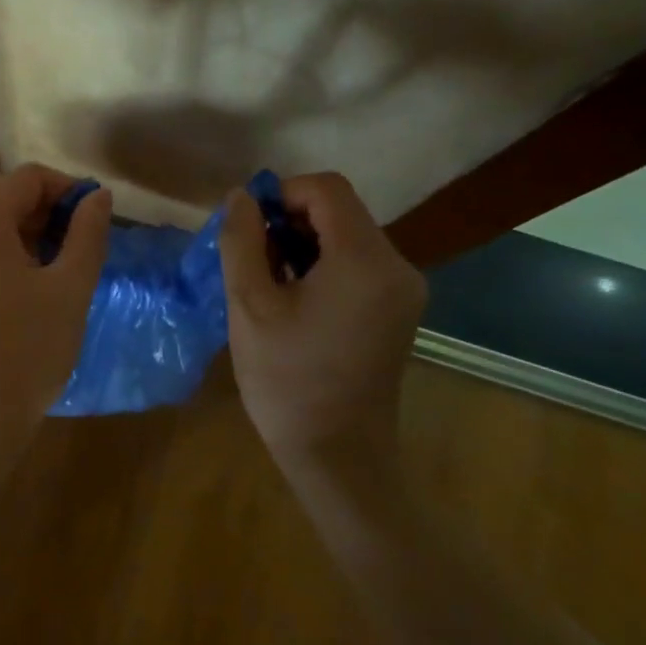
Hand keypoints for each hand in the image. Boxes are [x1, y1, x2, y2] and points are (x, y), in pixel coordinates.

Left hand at [0, 164, 111, 430]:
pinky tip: (29, 297)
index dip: (67, 189)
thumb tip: (97, 197)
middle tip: (82, 248)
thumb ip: (87, 234)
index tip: (95, 217)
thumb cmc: (25, 349)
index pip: (26, 178)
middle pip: (2, 201)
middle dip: (47, 215)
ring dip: (28, 240)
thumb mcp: (69, 288)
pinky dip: (4, 262)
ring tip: (61, 274)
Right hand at [219, 172, 425, 481]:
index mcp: (365, 261)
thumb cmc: (286, 379)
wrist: (337, 455)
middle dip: (290, 222)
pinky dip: (323, 265)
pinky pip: (358, 264)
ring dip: (304, 244)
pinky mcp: (399, 310)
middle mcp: (397, 266)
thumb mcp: (249, 304)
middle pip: (340, 211)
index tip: (250, 229)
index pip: (327, 189)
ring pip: (347, 236)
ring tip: (269, 284)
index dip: (282, 194)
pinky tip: (295, 299)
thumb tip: (242, 197)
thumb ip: (242, 240)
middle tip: (252, 261)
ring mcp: (403, 290)